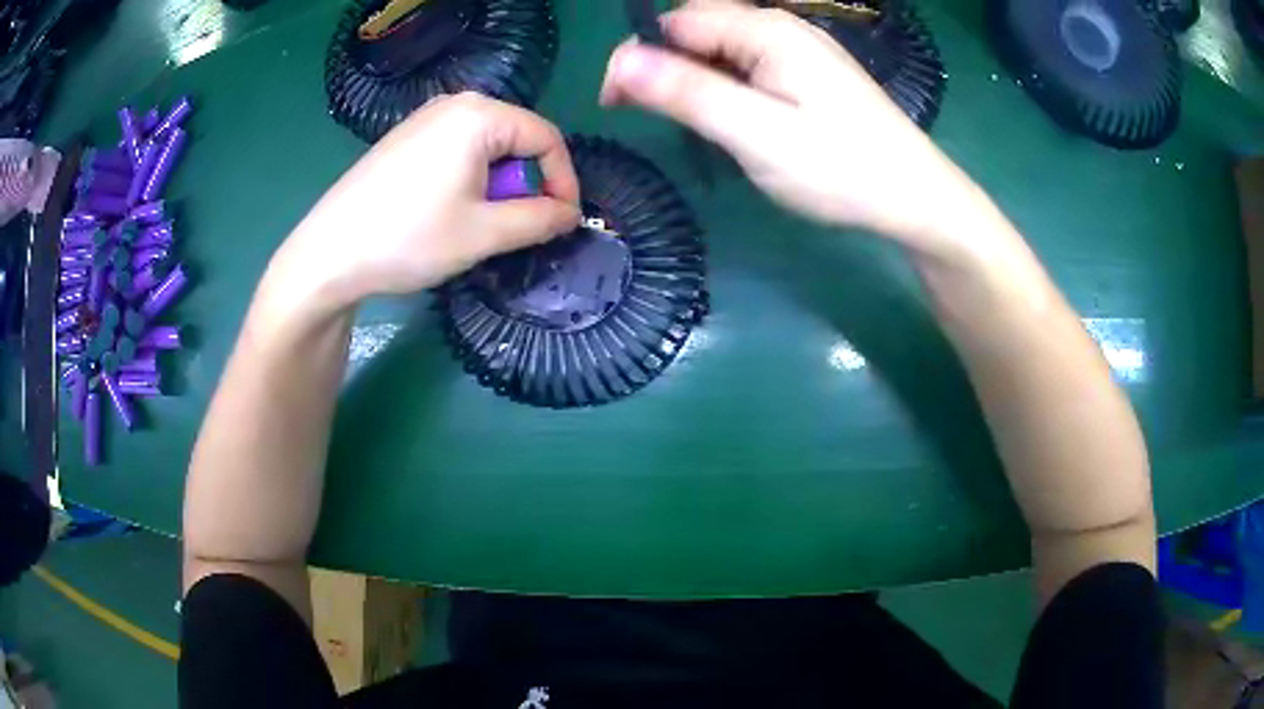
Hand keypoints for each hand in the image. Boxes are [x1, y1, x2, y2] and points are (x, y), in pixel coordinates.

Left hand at [277, 92, 580, 313]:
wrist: (328, 254)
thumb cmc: (408, 238)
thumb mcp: (484, 234)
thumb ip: (539, 220)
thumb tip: (570, 214)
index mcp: (479, 115)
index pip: (546, 137)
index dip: (564, 180)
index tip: (563, 222)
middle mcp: (454, 104)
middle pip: (517, 137)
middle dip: (529, 183)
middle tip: (520, 226)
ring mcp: (425, 118)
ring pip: (488, 146)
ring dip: (500, 184)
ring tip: (484, 223)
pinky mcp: (405, 138)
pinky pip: (458, 149)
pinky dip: (472, 178)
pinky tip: (451, 210)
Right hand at [600, 1, 980, 248]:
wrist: (916, 198)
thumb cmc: (840, 168)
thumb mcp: (755, 133)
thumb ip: (688, 92)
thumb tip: (620, 61)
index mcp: (766, 31)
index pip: (675, 23)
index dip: (638, 58)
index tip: (616, 105)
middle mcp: (782, 28)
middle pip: (700, 30)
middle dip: (666, 66)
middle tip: (659, 118)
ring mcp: (801, 50)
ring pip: (725, 50)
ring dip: (697, 80)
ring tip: (699, 126)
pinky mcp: (811, 75)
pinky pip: (752, 66)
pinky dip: (729, 88)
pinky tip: (737, 120)